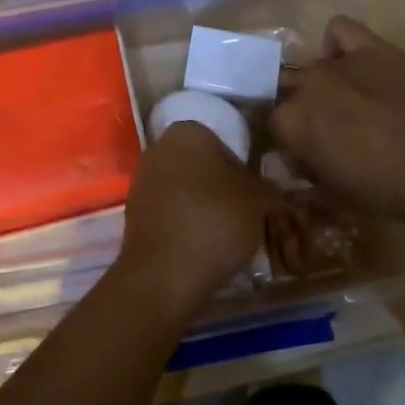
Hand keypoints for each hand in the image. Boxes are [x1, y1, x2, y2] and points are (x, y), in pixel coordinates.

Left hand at [117, 123, 278, 320]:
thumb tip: (271, 190)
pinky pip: (168, 213)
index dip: (243, 176)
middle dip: (220, 191)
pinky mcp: (132, 213)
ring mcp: (142, 180)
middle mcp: (159, 147)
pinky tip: (199, 251)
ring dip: (202, 210)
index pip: (225, 147)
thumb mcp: (258, 203)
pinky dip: (183, 227)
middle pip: (201, 168)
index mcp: (188, 131)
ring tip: (223, 241)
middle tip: (242, 221)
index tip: (254, 203)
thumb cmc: (215, 221)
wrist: (164, 272)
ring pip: (183, 191)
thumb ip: (268, 189)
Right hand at [272, 16, 404, 222]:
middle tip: (320, 125)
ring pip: (312, 64)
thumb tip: (294, 160)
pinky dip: (337, 42)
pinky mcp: (370, 47)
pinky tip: (350, 59)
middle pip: (285, 86)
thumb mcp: (332, 194)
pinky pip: (339, 29)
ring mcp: (337, 61)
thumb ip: (303, 173)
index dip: (285, 135)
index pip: (270, 120)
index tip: (299, 150)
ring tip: (344, 99)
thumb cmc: (381, 188)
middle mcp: (305, 83)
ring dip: (320, 82)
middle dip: (297, 104)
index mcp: (290, 120)